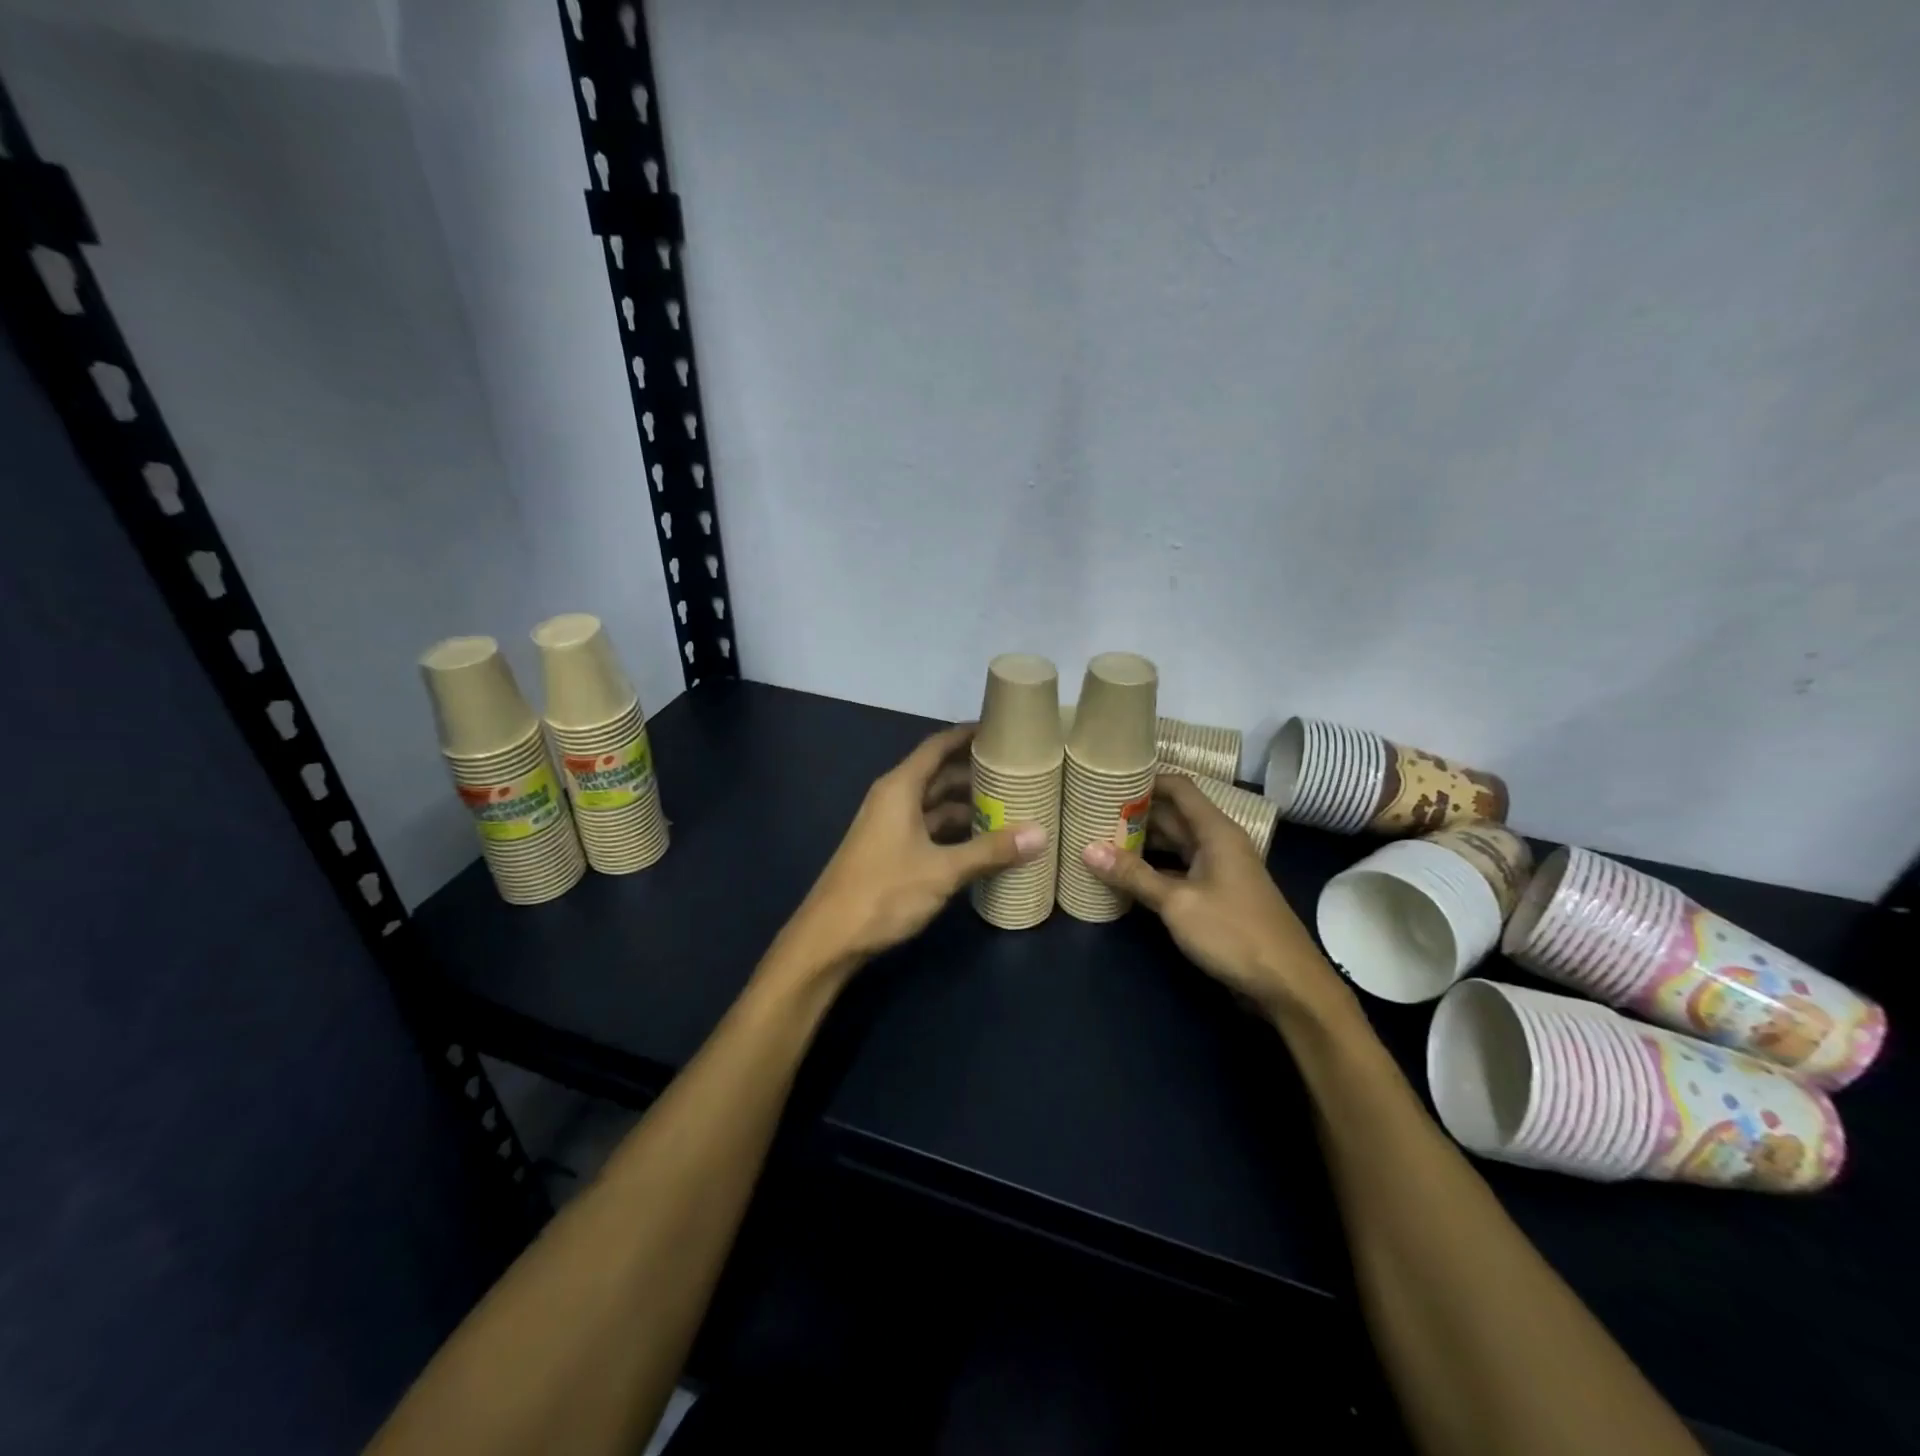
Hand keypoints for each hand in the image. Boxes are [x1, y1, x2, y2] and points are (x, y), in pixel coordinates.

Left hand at [782, 724, 1047, 971]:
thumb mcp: (943, 870)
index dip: (967, 735)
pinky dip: (954, 830)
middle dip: (974, 773)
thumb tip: (1040, 833)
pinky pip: (928, 828)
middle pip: (938, 775)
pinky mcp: (890, 851)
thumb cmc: (884, 892)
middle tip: (1018, 773)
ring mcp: (890, 826)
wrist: (830, 937)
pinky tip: (982, 843)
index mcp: (900, 788)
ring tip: (1010, 807)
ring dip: (966, 805)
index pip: (937, 746)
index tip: (1002, 730)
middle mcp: (893, 799)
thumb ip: (990, 851)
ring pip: (934, 805)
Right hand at [1081, 774, 1349, 1023]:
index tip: (1109, 778)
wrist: (1288, 985)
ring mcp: (1219, 870)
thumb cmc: (1234, 932)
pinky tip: (1126, 875)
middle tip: (1092, 811)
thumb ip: (1134, 875)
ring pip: (1175, 844)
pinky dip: (1154, 868)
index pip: (1179, 787)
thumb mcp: (1177, 903)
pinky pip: (1179, 869)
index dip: (1146, 779)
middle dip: (1136, 813)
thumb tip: (1087, 849)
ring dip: (1142, 842)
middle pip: (1173, 815)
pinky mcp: (1217, 895)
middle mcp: (1218, 842)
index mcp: (1216, 831)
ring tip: (1100, 838)